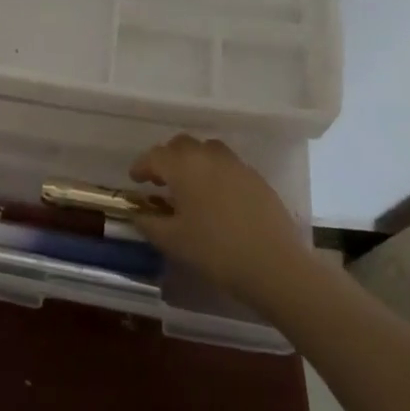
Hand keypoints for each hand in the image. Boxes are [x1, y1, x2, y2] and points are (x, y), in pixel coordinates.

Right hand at [130, 135, 308, 308]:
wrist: (274, 265)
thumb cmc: (215, 251)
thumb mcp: (172, 241)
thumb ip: (149, 223)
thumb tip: (138, 214)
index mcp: (183, 167)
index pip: (154, 156)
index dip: (141, 166)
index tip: (135, 180)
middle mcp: (208, 157)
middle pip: (181, 145)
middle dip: (167, 158)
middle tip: (161, 180)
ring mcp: (236, 165)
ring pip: (207, 149)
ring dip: (194, 160)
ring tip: (191, 183)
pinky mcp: (256, 178)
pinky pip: (229, 165)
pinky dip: (216, 172)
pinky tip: (218, 197)